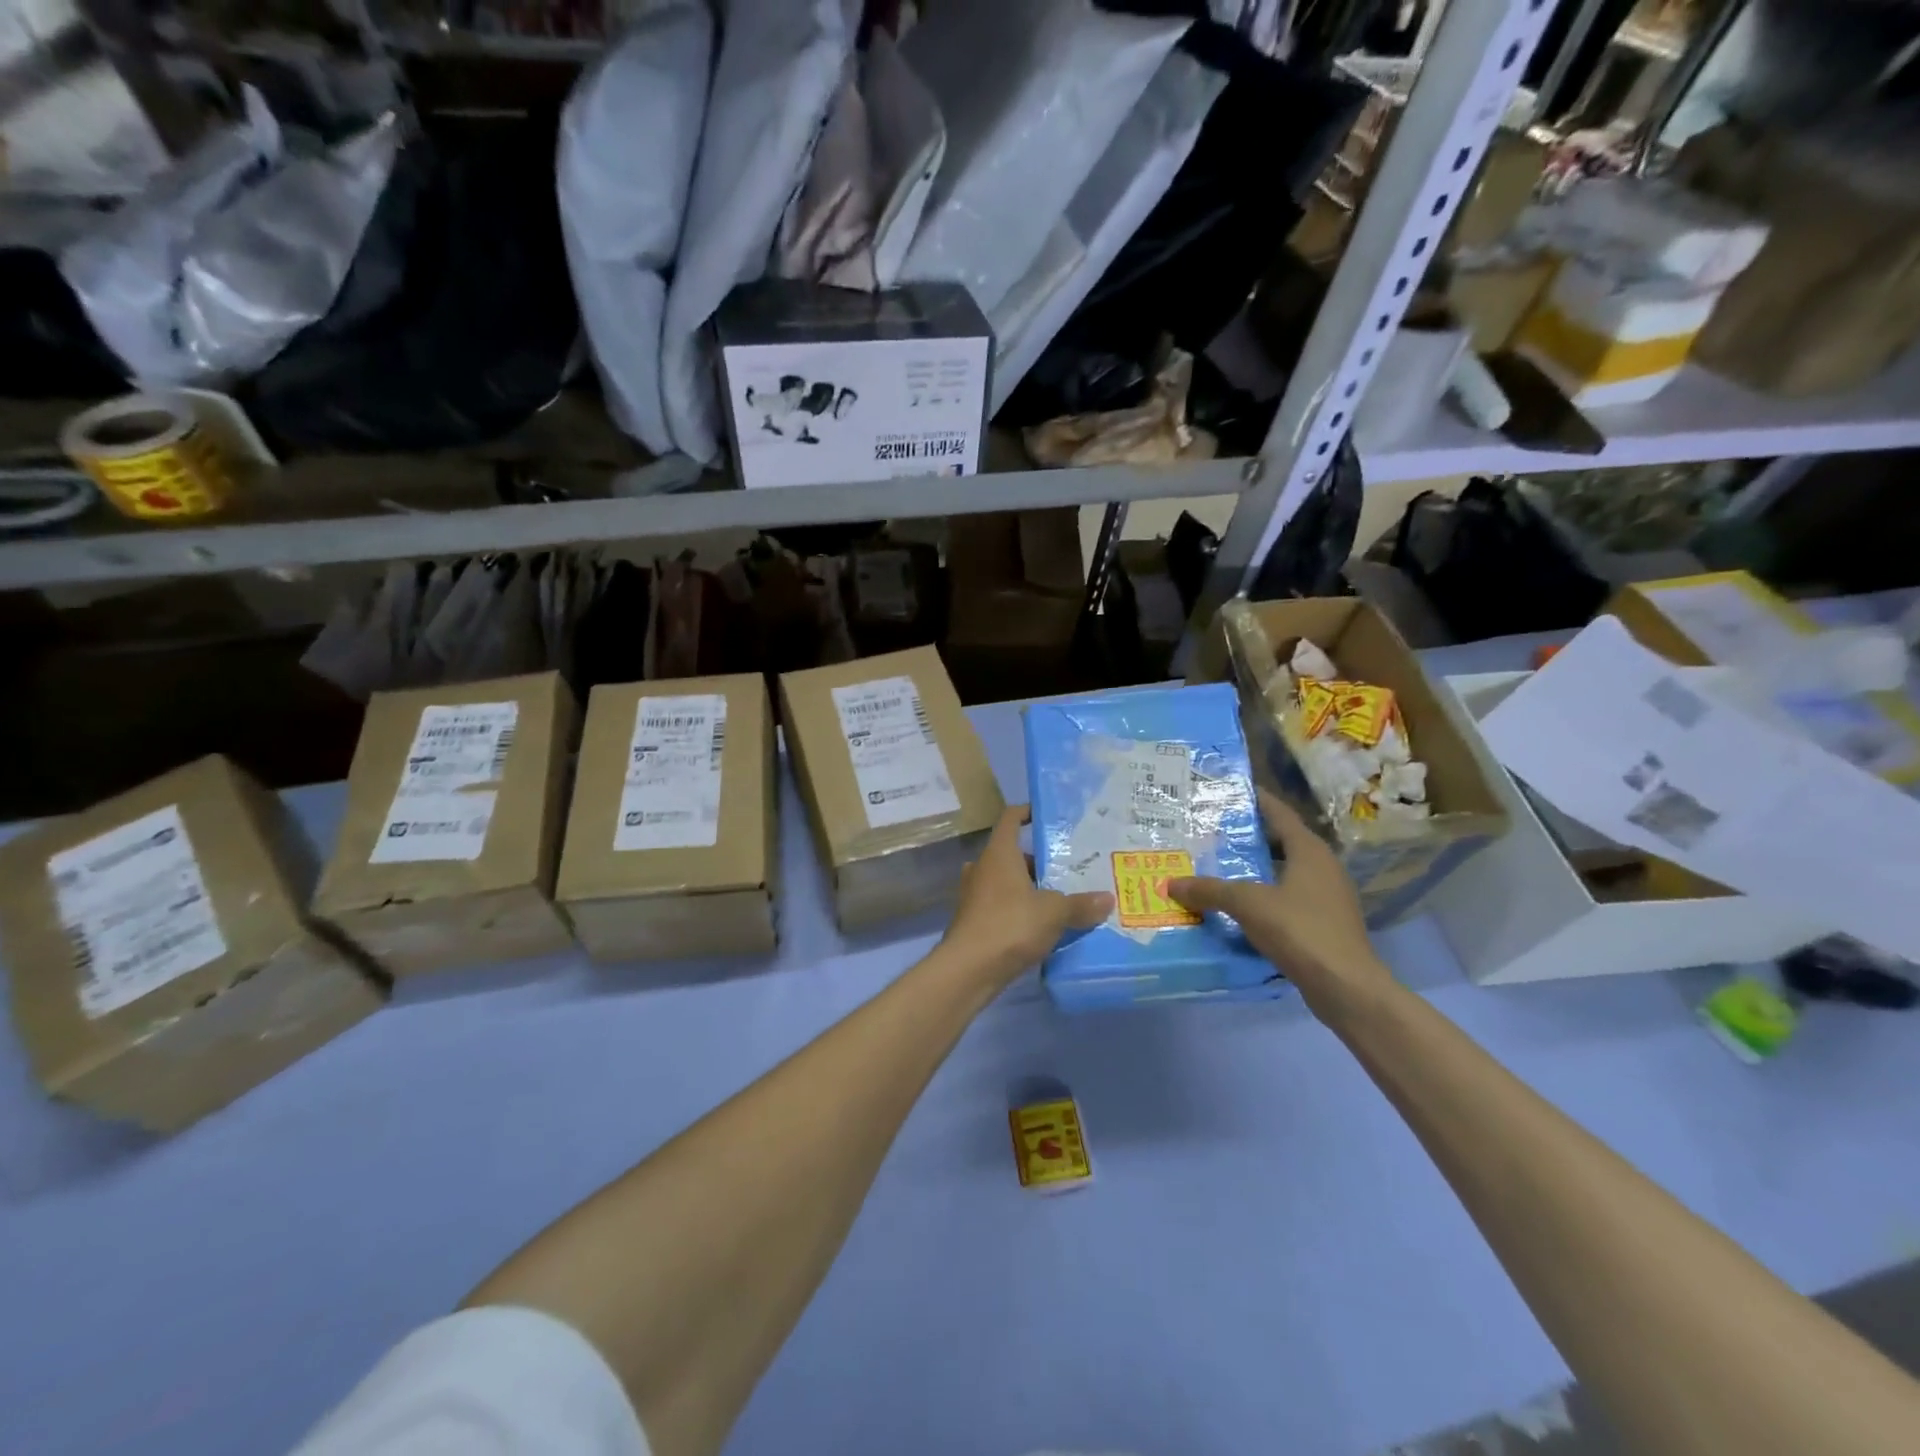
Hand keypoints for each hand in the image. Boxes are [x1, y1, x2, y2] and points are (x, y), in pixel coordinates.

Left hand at [942, 806, 1111, 986]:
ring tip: (1061, 898)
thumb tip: (1107, 899)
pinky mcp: (974, 919)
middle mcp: (983, 867)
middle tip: (1068, 869)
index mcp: (999, 853)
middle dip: (1039, 860)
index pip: (1011, 819)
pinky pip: (1001, 904)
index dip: (1027, 813)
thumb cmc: (1010, 925)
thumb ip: (1080, 905)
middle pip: (1012, 853)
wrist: (968, 969)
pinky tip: (1043, 925)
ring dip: (1029, 887)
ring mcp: (974, 894)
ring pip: (1006, 881)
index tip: (1047, 816)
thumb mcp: (1054, 913)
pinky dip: (1019, 908)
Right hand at [1168, 790, 1395, 1025]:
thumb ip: (1209, 890)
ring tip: (1217, 867)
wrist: (1347, 987)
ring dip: (1254, 869)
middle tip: (1210, 832)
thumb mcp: (1248, 904)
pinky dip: (1262, 897)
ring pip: (1283, 873)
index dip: (1256, 800)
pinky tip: (1236, 907)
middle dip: (1248, 837)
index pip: (1279, 813)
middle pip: (1280, 842)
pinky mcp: (1323, 924)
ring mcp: (1326, 897)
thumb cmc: (1300, 930)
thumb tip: (1171, 883)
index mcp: (1309, 851)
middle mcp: (1322, 867)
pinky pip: (1286, 899)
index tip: (1229, 790)